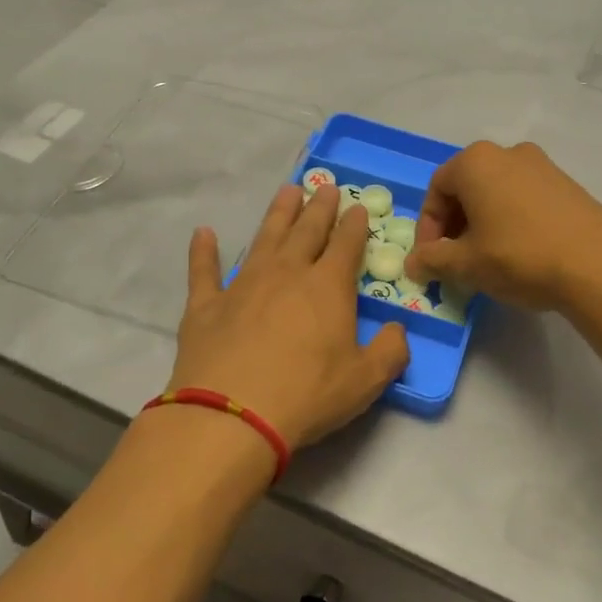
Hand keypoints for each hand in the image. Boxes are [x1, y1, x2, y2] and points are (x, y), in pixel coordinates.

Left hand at [168, 184, 409, 452]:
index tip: (357, 207)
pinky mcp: (206, 305)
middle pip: (306, 231)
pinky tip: (203, 233)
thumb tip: (398, 330)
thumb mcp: (366, 380)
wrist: (232, 415)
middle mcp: (286, 274)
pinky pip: (203, 270)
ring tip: (287, 191)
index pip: (346, 245)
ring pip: (264, 238)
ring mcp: (243, 285)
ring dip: (277, 214)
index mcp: (327, 287)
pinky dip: (203, 251)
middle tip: (325, 186)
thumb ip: (391, 351)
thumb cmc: (307, 395)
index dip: (354, 225)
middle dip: (319, 208)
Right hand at [405, 141, 601, 310]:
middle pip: (466, 188)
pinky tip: (518, 253)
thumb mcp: (466, 264)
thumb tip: (412, 264)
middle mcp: (508, 153)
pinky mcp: (567, 184)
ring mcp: (542, 165)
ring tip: (485, 259)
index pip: (436, 190)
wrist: (598, 266)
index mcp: (476, 162)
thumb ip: (432, 260)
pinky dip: (510, 220)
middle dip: (454, 225)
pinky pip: (523, 198)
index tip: (430, 260)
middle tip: (454, 261)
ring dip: (481, 223)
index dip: (427, 228)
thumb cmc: (519, 256)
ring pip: (496, 193)